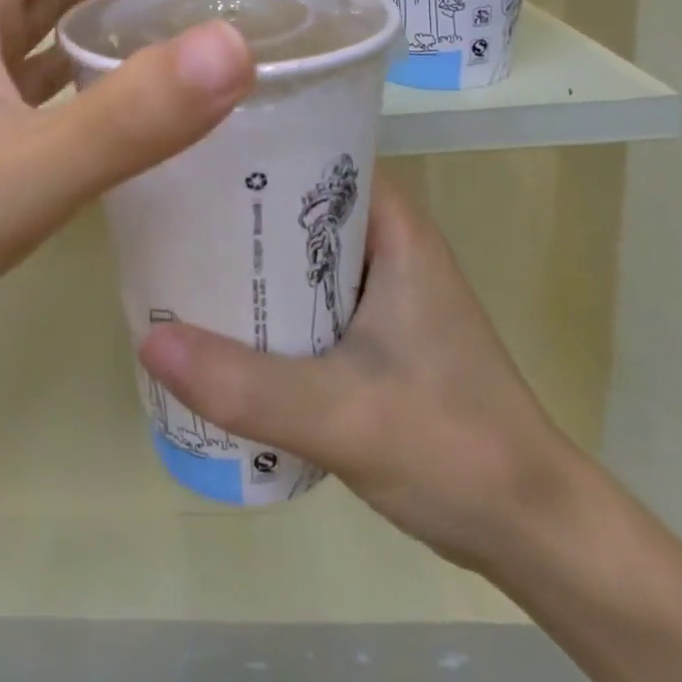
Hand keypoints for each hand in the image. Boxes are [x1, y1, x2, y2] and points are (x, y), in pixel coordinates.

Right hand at [138, 175, 580, 572]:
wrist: (533, 534)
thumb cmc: (454, 448)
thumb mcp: (341, 414)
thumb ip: (245, 383)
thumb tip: (149, 340)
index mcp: (394, 229)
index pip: (316, 153)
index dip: (255, 147)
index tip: (189, 151)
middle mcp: (387, 244)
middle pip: (299, 201)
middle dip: (237, 206)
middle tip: (167, 207)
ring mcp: (381, 289)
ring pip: (299, 251)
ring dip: (249, 258)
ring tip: (178, 254)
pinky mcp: (374, 331)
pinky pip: (306, 294)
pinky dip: (267, 299)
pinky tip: (218, 319)